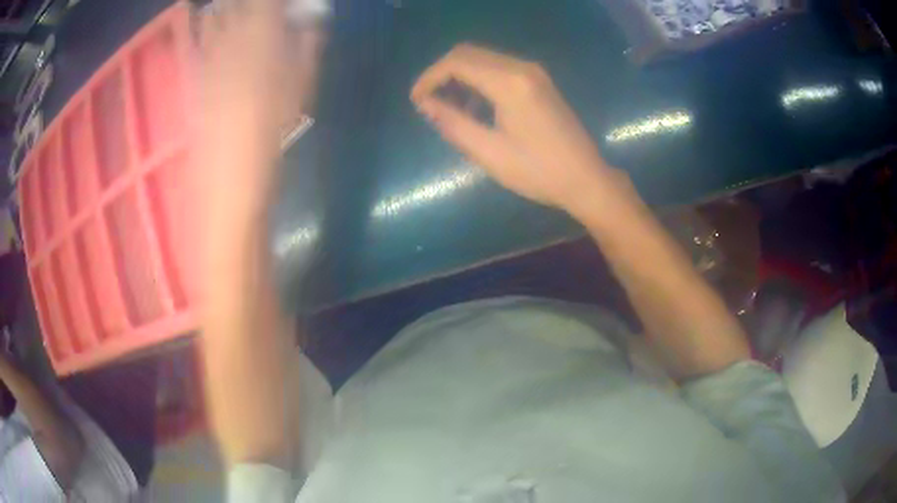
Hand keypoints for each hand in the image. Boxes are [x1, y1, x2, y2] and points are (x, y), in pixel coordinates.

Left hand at [197, 0, 297, 221]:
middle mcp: (230, 35)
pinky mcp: (196, 73)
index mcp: (261, 33)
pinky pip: (201, 39)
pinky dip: (211, 26)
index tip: (289, 3)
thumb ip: (308, 43)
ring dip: (229, 8)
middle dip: (252, 2)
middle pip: (235, 1)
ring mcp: (208, 55)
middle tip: (268, 8)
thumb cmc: (273, 130)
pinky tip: (221, 31)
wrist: (229, 174)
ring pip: (214, 14)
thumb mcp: (302, 85)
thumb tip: (311, 19)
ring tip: (244, 15)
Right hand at [411, 44, 619, 211]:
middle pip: (468, 53)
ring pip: (483, 59)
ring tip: (450, 110)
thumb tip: (425, 104)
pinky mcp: (540, 81)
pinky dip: (479, 81)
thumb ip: (452, 123)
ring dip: (460, 77)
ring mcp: (534, 72)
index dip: (429, 78)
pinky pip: (500, 69)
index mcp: (509, 82)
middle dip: (442, 74)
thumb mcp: (489, 152)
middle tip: (429, 104)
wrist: (586, 179)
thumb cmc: (538, 172)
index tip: (416, 101)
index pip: (456, 62)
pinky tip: (476, 108)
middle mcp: (522, 67)